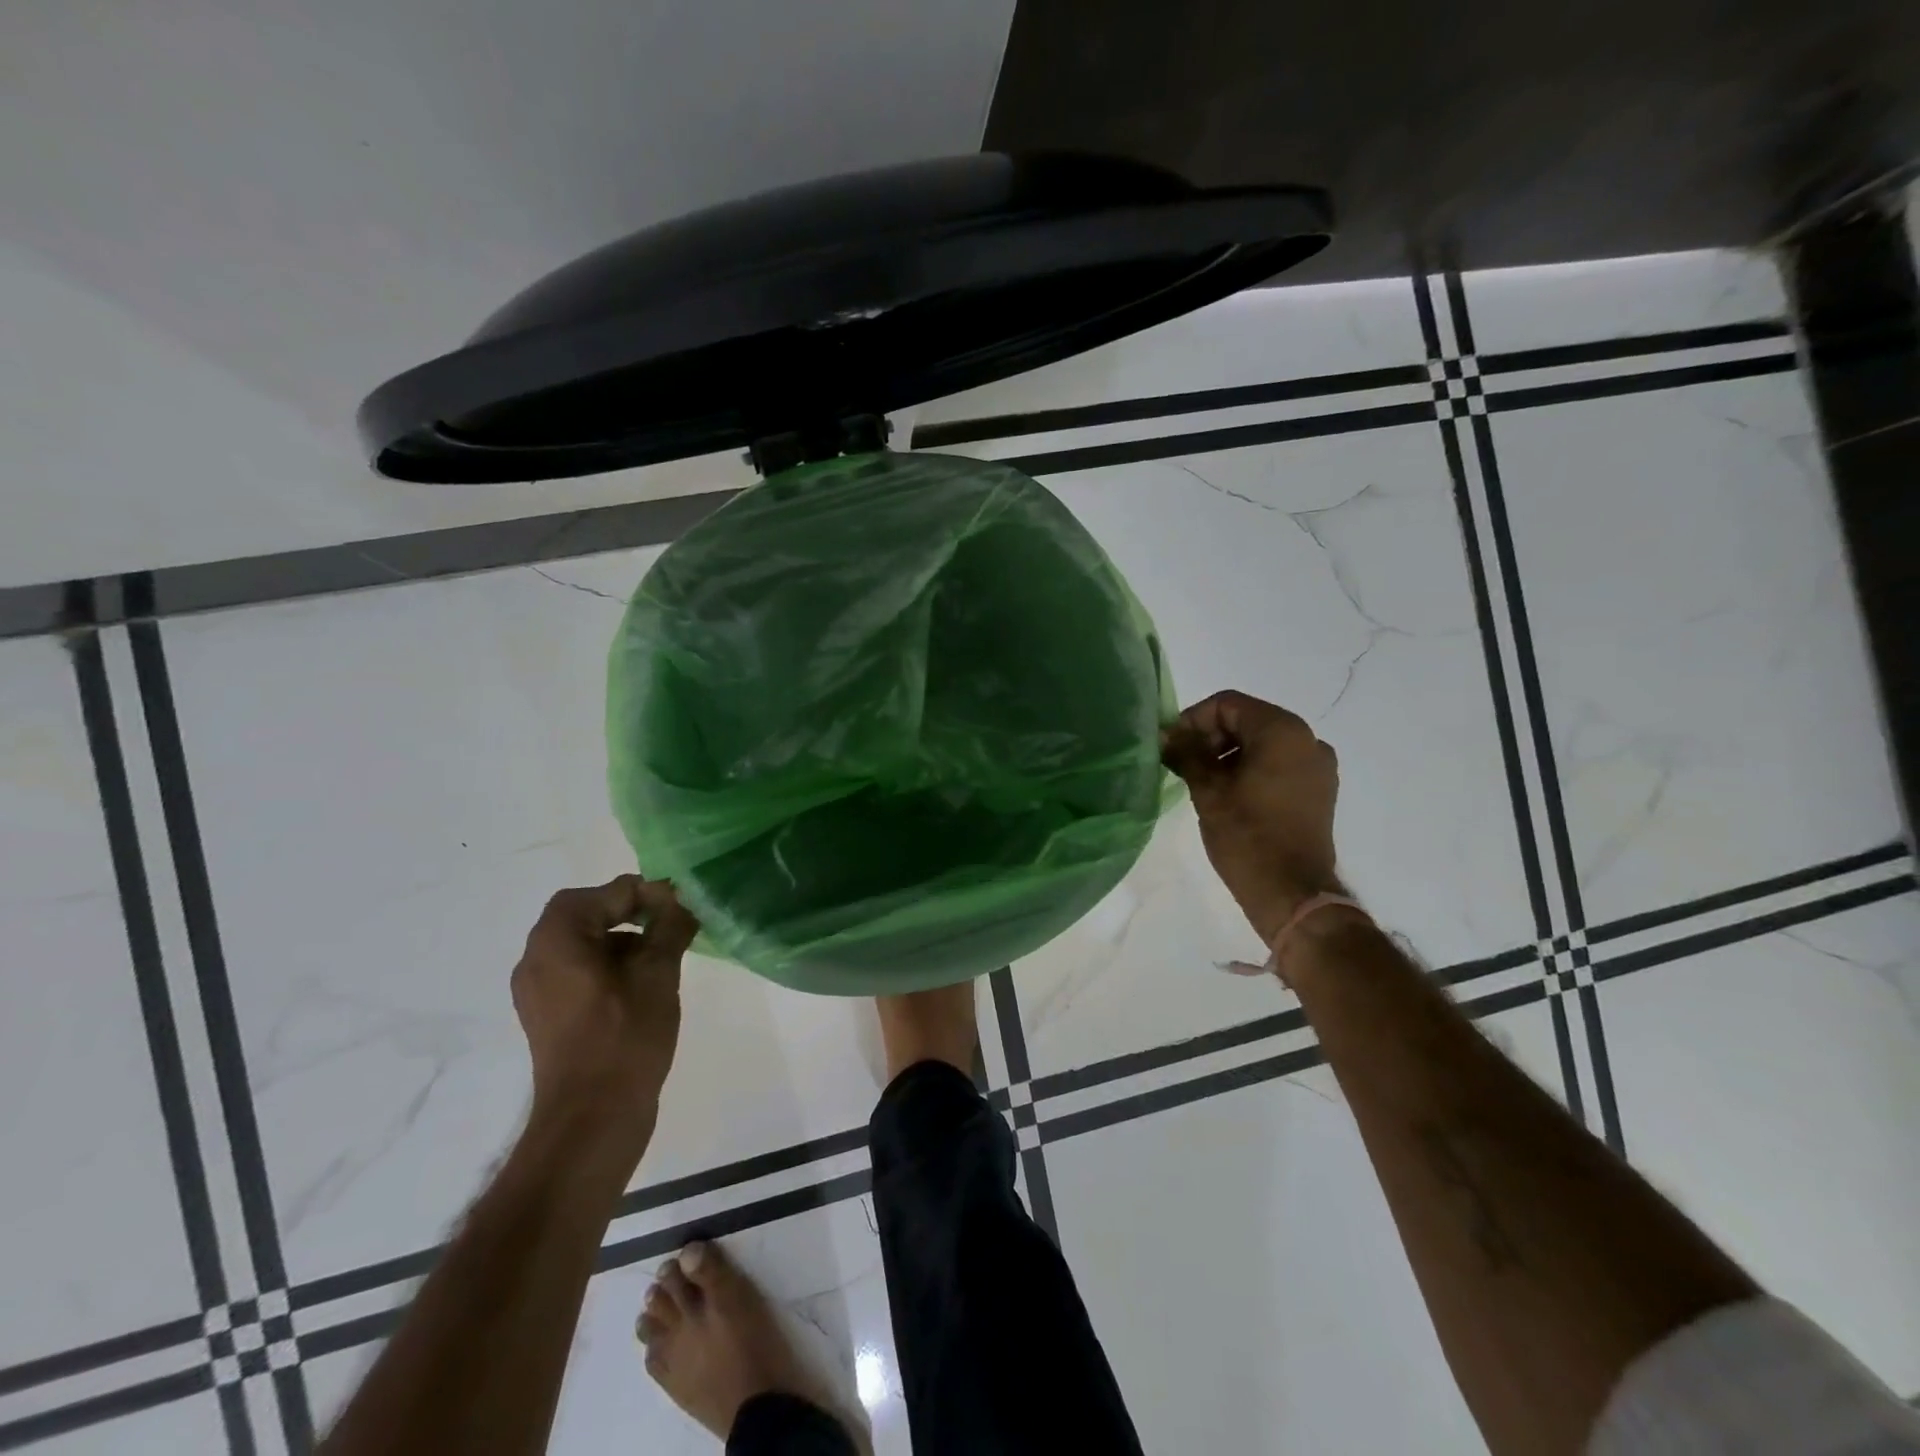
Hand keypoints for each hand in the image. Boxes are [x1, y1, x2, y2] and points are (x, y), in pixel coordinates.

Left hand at [511, 876, 697, 1153]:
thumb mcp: (658, 972)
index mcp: (557, 939)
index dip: (648, 894)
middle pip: (588, 913)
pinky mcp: (548, 1015)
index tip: (682, 910)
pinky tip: (643, 985)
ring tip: (663, 957)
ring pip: (584, 943)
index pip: (606, 893)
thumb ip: (669, 927)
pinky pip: (579, 971)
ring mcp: (538, 990)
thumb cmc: (625, 1036)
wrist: (592, 1119)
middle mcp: (536, 958)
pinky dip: (610, 966)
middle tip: (673, 927)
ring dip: (624, 940)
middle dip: (633, 914)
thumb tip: (680, 901)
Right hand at [1162, 690, 1341, 944]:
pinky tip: (1229, 793)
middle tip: (1181, 763)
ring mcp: (1318, 765)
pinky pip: (1279, 763)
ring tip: (1201, 780)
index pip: (1228, 704)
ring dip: (1229, 753)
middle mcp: (1307, 739)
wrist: (1292, 893)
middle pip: (1247, 719)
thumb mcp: (1208, 791)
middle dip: (1210, 736)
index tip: (1171, 745)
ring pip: (1263, 742)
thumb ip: (1187, 753)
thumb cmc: (1247, 837)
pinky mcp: (1319, 789)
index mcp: (1282, 731)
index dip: (1193, 719)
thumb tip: (1166, 734)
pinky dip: (1251, 768)